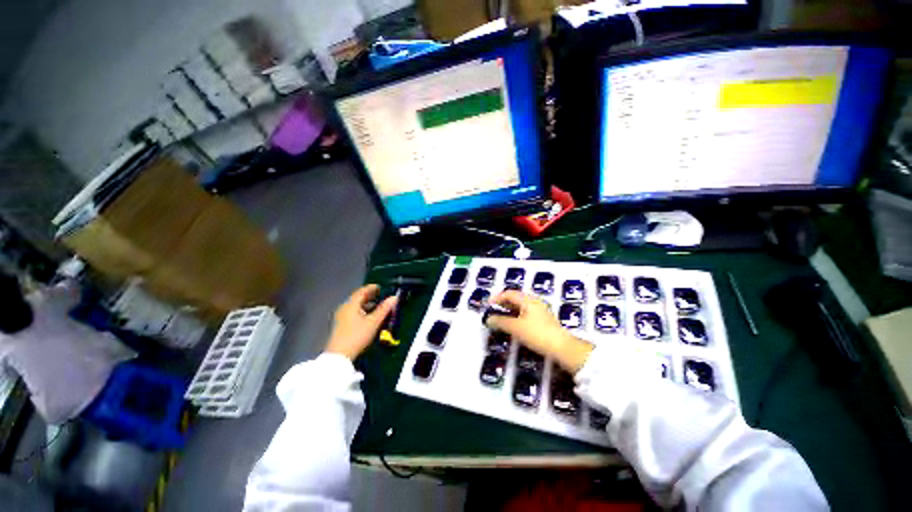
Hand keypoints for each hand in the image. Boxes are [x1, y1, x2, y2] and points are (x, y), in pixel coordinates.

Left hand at [325, 284, 397, 359]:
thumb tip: (394, 297)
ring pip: (355, 306)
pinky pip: (353, 312)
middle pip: (358, 298)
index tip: (382, 287)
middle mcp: (344, 308)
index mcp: (350, 304)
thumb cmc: (357, 336)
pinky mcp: (341, 325)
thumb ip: (384, 309)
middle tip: (381, 296)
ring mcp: (341, 317)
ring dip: (367, 304)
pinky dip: (362, 311)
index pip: (362, 291)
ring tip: (378, 306)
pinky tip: (369, 317)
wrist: (339, 356)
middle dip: (370, 296)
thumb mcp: (373, 322)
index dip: (372, 288)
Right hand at [486, 290, 592, 372]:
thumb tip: (488, 319)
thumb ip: (500, 322)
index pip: (509, 293)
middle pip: (515, 298)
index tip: (488, 306)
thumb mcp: (515, 327)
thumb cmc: (537, 334)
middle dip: (502, 304)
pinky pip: (525, 313)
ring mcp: (540, 310)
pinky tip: (513, 325)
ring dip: (509, 311)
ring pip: (520, 306)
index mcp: (527, 299)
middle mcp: (534, 302)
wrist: (562, 348)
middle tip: (493, 311)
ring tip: (501, 318)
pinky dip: (516, 316)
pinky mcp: (543, 320)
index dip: (496, 298)